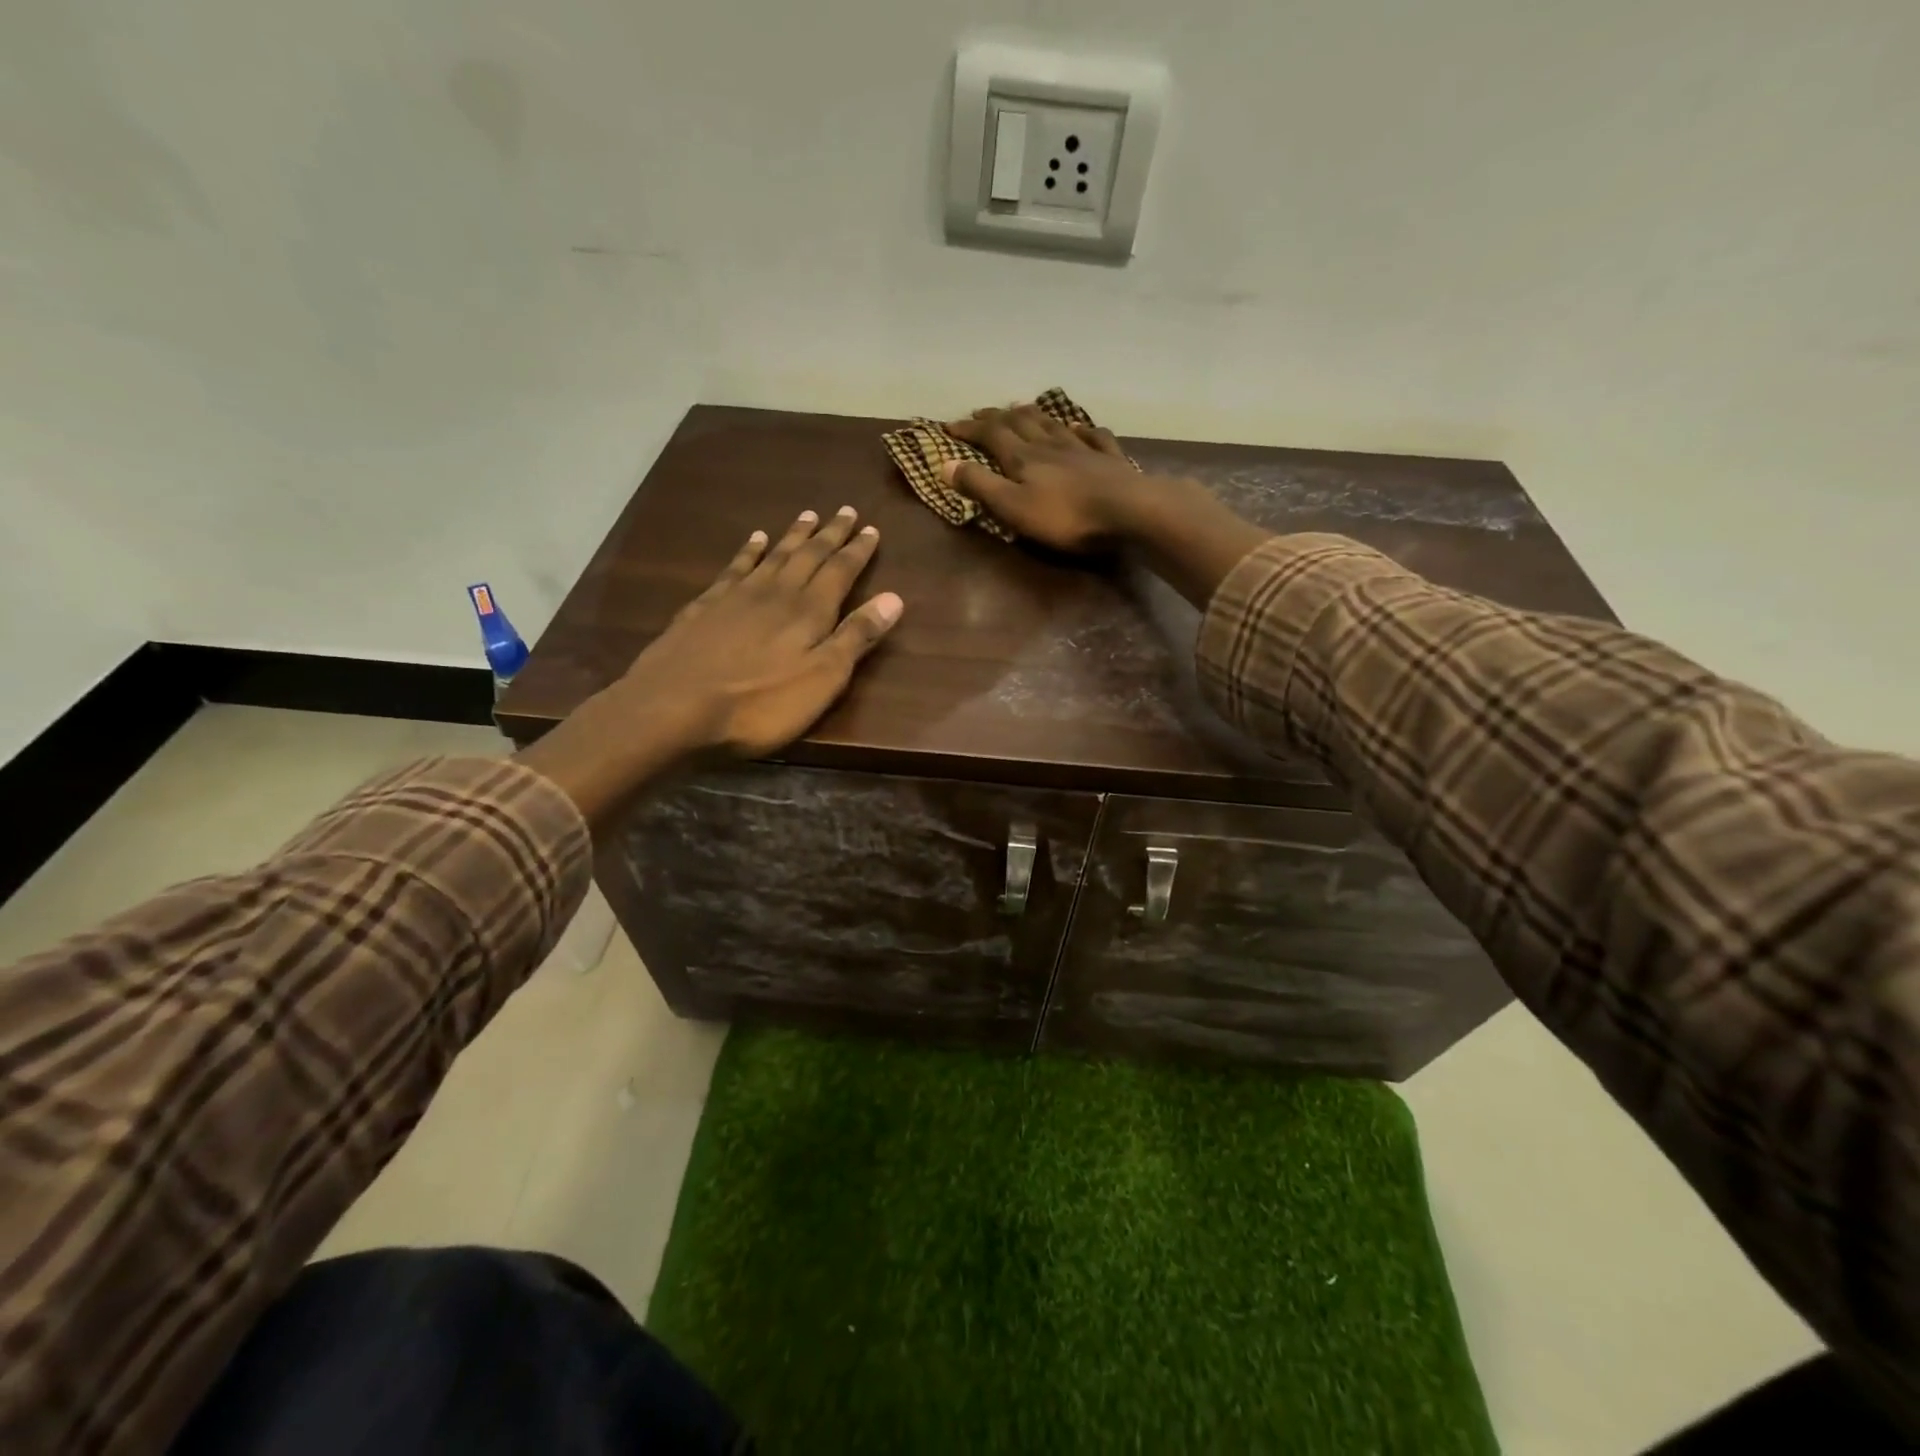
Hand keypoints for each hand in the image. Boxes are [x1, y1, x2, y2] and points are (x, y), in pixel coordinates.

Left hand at [518, 507, 900, 827]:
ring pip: (774, 555)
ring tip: (808, 515)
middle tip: (845, 510)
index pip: (841, 571)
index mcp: (810, 611)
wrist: (676, 707)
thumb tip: (894, 598)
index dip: (858, 551)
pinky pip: (735, 567)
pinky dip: (749, 550)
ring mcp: (738, 595)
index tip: (872, 529)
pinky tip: (755, 539)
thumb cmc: (761, 703)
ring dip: (794, 535)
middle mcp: (777, 592)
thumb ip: (856, 637)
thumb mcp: (823, 678)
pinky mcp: (706, 606)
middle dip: (830, 534)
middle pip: (809, 555)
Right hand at [943, 405, 1158, 552]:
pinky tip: (1077, 427)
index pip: (990, 434)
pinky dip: (1080, 429)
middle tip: (982, 413)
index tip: (949, 426)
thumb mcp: (1012, 507)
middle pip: (1020, 422)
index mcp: (1023, 458)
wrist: (1128, 512)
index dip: (969, 429)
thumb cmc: (1065, 517)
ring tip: (1021, 408)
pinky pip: (1093, 437)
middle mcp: (1050, 445)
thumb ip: (980, 485)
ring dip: (1033, 414)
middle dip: (997, 416)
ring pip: (1052, 424)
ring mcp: (1082, 449)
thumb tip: (943, 463)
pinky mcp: (1109, 460)